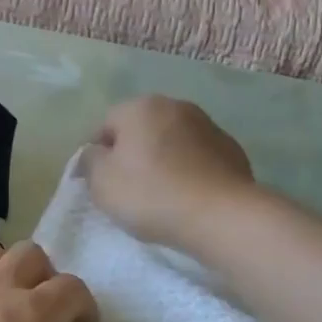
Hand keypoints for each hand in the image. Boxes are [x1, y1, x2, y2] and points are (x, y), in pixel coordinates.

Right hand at [78, 96, 256, 250]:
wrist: (220, 215)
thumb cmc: (151, 194)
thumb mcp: (102, 182)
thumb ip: (90, 161)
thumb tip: (94, 153)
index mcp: (141, 107)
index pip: (106, 125)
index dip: (98, 154)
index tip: (100, 183)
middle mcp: (176, 106)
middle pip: (142, 129)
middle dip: (133, 154)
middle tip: (128, 190)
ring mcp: (208, 126)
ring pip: (172, 142)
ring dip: (163, 161)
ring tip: (161, 195)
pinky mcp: (231, 150)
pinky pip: (198, 158)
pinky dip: (189, 171)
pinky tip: (188, 197)